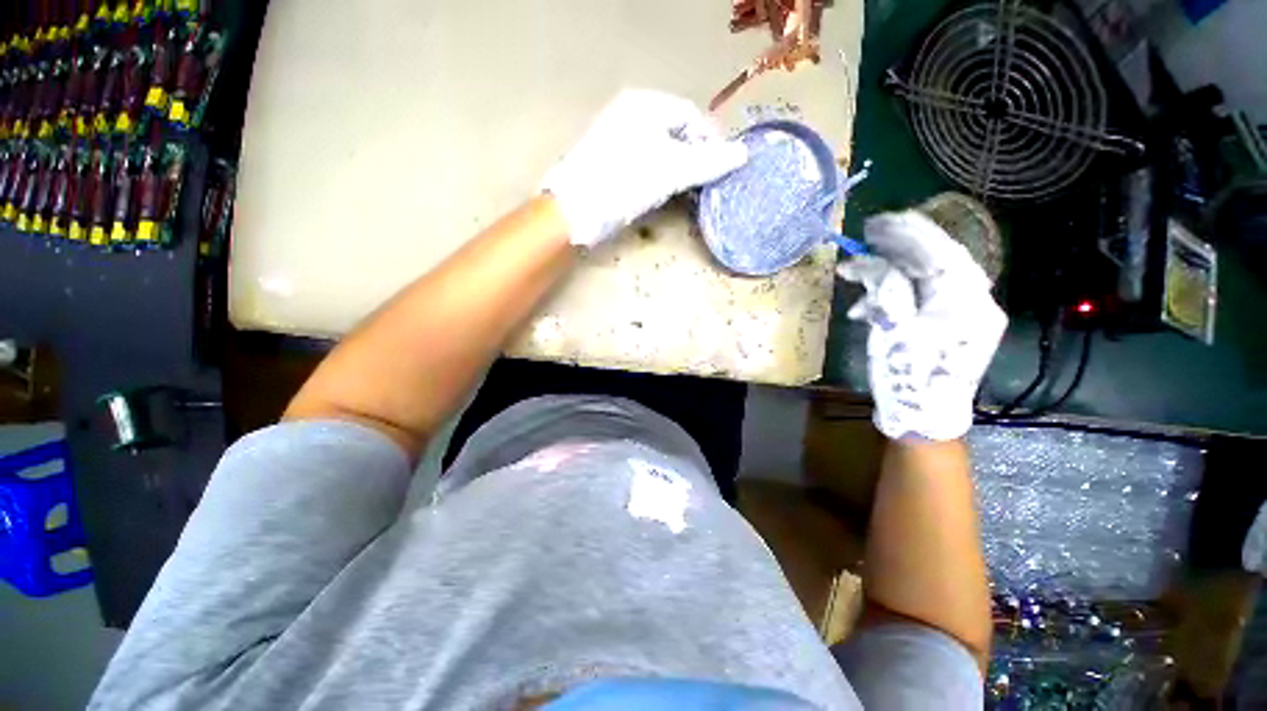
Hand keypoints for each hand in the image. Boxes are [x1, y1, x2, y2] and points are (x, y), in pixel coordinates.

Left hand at [542, 89, 747, 247]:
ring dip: (677, 171)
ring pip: (660, 151)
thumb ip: (710, 161)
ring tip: (686, 192)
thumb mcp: (673, 170)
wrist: (577, 210)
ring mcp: (618, 139)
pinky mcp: (610, 164)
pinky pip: (644, 165)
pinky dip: (658, 178)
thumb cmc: (626, 181)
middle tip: (705, 184)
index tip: (722, 168)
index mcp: (646, 105)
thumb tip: (743, 155)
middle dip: (694, 158)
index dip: (711, 141)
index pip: (691, 116)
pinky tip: (661, 195)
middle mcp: (631, 115)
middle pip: (675, 133)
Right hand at [838, 211, 1006, 440]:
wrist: (926, 420)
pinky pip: (927, 298)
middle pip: (938, 261)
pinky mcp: (956, 325)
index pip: (940, 252)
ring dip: (890, 276)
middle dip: (899, 249)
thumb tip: (873, 263)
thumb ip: (886, 288)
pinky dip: (897, 296)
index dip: (908, 232)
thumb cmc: (908, 378)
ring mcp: (969, 315)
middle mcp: (977, 302)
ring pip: (929, 279)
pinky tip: (867, 307)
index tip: (876, 223)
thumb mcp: (891, 329)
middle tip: (867, 239)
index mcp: (966, 302)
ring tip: (854, 277)